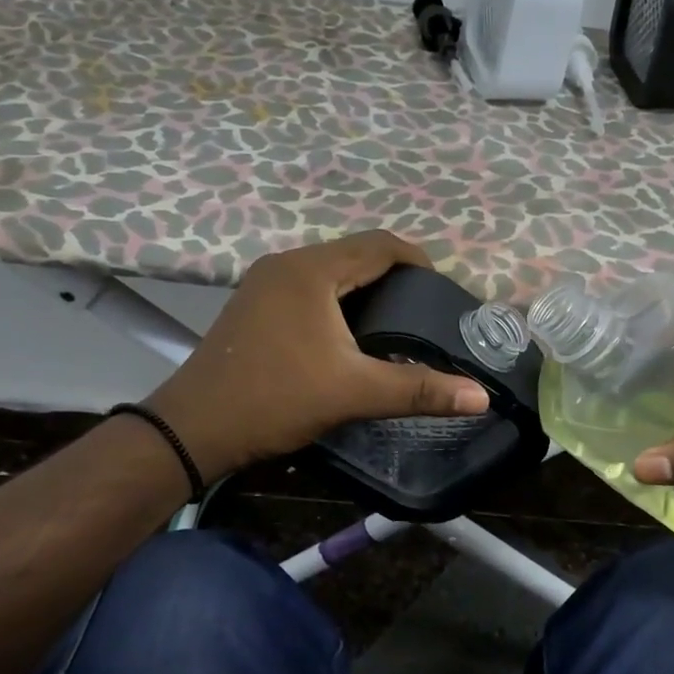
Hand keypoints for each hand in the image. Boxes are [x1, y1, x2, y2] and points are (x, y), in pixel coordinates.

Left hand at [142, 232, 489, 480]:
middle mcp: (286, 263)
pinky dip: (337, 298)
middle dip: (393, 273)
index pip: (379, 245)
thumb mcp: (353, 393)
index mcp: (312, 271)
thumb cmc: (275, 399)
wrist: (193, 428)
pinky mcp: (253, 304)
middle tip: (424, 308)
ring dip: (364, 285)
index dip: (418, 260)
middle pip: (354, 253)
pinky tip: (349, 330)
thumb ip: (419, 389)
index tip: (443, 291)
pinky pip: (308, 286)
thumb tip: (480, 397)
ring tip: (395, 318)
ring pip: (329, 270)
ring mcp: (264, 282)